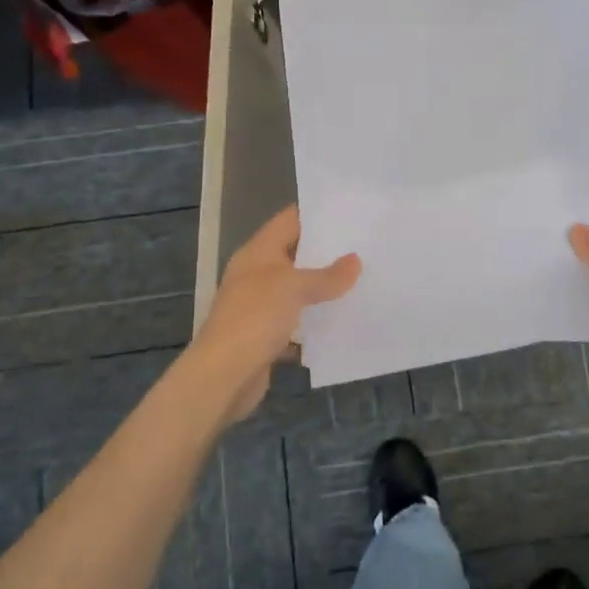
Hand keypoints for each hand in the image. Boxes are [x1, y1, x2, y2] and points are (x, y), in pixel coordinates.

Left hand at [188, 205, 359, 422]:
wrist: (223, 377)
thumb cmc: (254, 318)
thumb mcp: (294, 288)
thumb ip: (327, 275)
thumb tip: (355, 261)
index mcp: (258, 253)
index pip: (289, 220)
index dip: (316, 213)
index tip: (350, 210)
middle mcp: (257, 275)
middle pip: (295, 255)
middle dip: (327, 252)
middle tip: (366, 245)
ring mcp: (260, 307)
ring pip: (298, 291)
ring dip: (324, 288)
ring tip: (363, 279)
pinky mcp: (266, 337)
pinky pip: (298, 323)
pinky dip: (316, 323)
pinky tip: (345, 321)